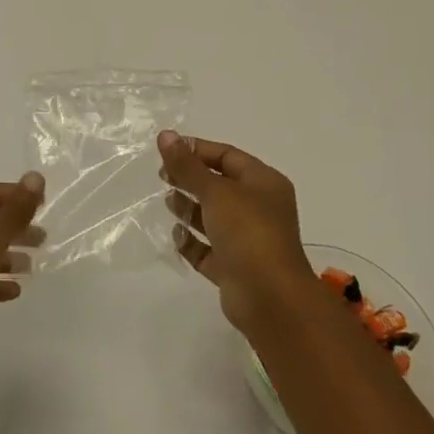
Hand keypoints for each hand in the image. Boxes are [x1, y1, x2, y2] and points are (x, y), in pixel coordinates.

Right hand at [160, 131, 313, 334]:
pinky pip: (208, 249)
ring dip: (189, 209)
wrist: (271, 299)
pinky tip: (177, 237)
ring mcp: (247, 240)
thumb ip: (187, 165)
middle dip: (190, 179)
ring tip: (169, 204)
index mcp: (263, 182)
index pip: (226, 155)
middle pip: (218, 185)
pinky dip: (192, 242)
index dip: (196, 150)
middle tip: (163, 177)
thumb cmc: (248, 232)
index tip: (166, 151)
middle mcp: (258, 208)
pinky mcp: (234, 268)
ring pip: (212, 217)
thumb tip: (165, 135)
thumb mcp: (215, 191)